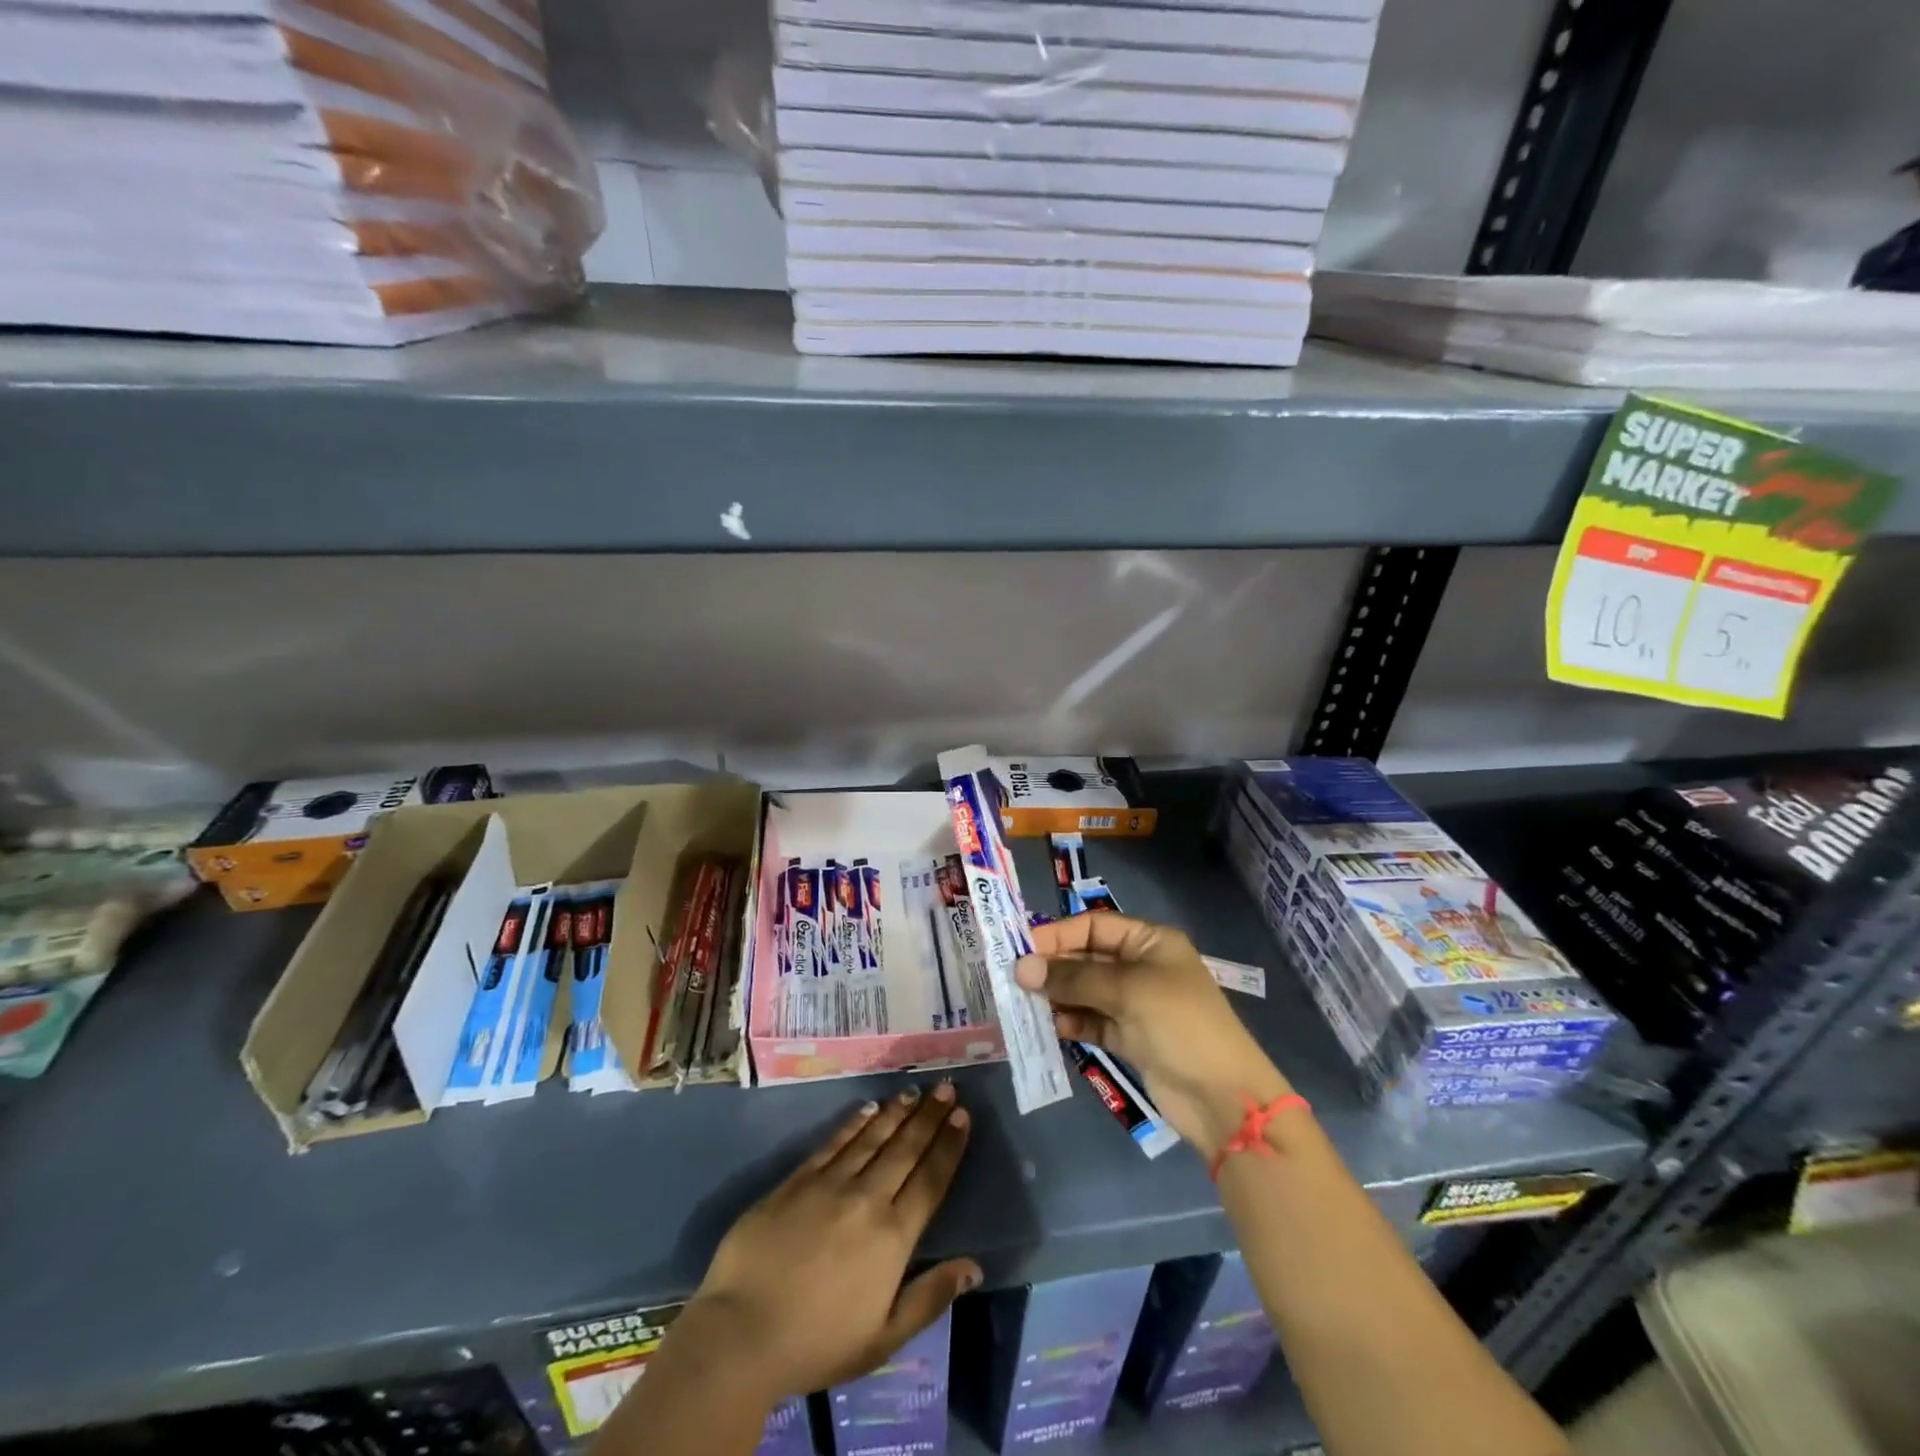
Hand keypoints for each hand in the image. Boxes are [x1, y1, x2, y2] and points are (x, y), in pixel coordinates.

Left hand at [685, 1083, 978, 1399]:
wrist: (742, 1332)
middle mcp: (867, 1199)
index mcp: (893, 1237)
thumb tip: (974, 1267)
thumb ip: (930, 1298)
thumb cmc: (817, 1344)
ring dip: (897, 1112)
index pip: (930, 1180)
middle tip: (946, 1088)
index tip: (963, 1116)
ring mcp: (830, 1184)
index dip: (948, 1146)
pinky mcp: (798, 1179)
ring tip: (914, 1090)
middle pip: (905, 1149)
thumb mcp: (883, 1338)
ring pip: (873, 1137)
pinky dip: (855, 1122)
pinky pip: (834, 1141)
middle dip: (929, 1116)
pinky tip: (869, 1107)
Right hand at [1017, 913, 1289, 1159]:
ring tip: (1024, 1004)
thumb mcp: (1127, 990)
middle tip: (1014, 979)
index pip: (1095, 926)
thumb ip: (1073, 977)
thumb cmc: (1179, 1025)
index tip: (1021, 948)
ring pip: (1085, 991)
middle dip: (1054, 967)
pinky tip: (1049, 1026)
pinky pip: (1091, 1021)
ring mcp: (1135, 1004)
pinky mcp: (1130, 1038)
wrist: (1222, 1098)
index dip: (1058, 934)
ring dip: (1057, 996)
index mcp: (1150, 942)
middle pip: (1087, 957)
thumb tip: (1022, 968)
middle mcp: (1141, 967)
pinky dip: (1071, 1022)